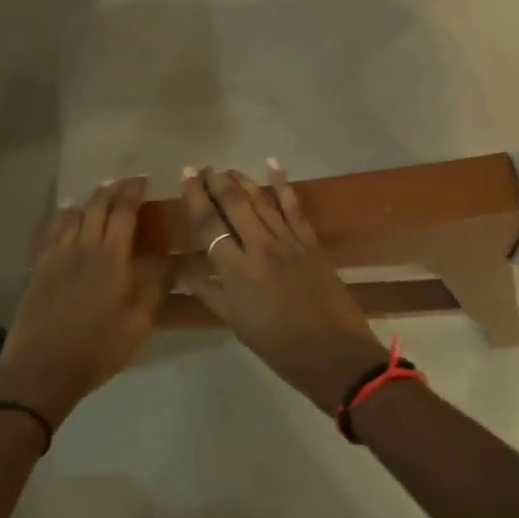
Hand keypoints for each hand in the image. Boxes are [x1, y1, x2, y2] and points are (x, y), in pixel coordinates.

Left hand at [0, 178, 166, 426]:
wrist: (42, 370)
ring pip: (72, 216)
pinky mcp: (38, 270)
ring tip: (99, 197)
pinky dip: (60, 218)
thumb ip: (155, 288)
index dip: (134, 193)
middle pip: (97, 207)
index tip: (144, 182)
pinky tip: (65, 217)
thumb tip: (171, 261)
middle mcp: (84, 248)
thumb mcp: (139, 324)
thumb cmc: (98, 349)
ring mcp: (57, 257)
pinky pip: (49, 232)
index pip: (124, 213)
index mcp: (112, 259)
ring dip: (88, 201)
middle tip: (126, 184)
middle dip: (113, 190)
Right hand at [182, 164, 387, 414]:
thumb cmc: (279, 346)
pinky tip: (272, 165)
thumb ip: (212, 293)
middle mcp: (260, 247)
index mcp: (236, 271)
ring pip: (261, 200)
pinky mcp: (310, 241)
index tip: (186, 177)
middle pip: (234, 204)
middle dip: (216, 183)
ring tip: (226, 169)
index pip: (209, 225)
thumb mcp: (237, 324)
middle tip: (202, 169)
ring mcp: (288, 241)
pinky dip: (282, 184)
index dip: (195, 198)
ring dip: (242, 180)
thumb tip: (188, 270)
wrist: (332, 352)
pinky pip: (294, 207)